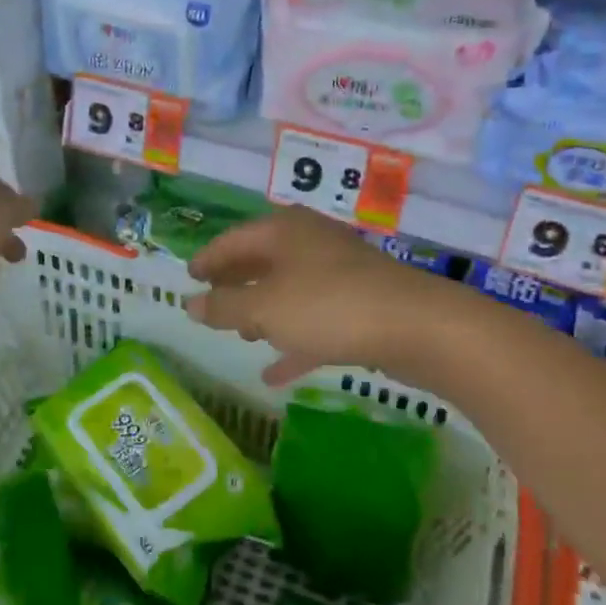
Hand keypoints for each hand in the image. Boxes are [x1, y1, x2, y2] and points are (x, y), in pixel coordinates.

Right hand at [185, 206, 445, 384]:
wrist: (417, 326)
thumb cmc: (328, 306)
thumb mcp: (265, 308)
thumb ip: (224, 307)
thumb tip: (188, 303)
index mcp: (283, 231)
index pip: (233, 239)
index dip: (208, 259)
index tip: (188, 277)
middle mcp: (310, 243)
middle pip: (262, 261)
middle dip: (236, 284)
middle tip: (211, 305)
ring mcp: (338, 273)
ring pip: (289, 290)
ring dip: (264, 312)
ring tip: (242, 336)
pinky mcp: (359, 304)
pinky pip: (314, 320)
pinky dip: (292, 340)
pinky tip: (275, 373)